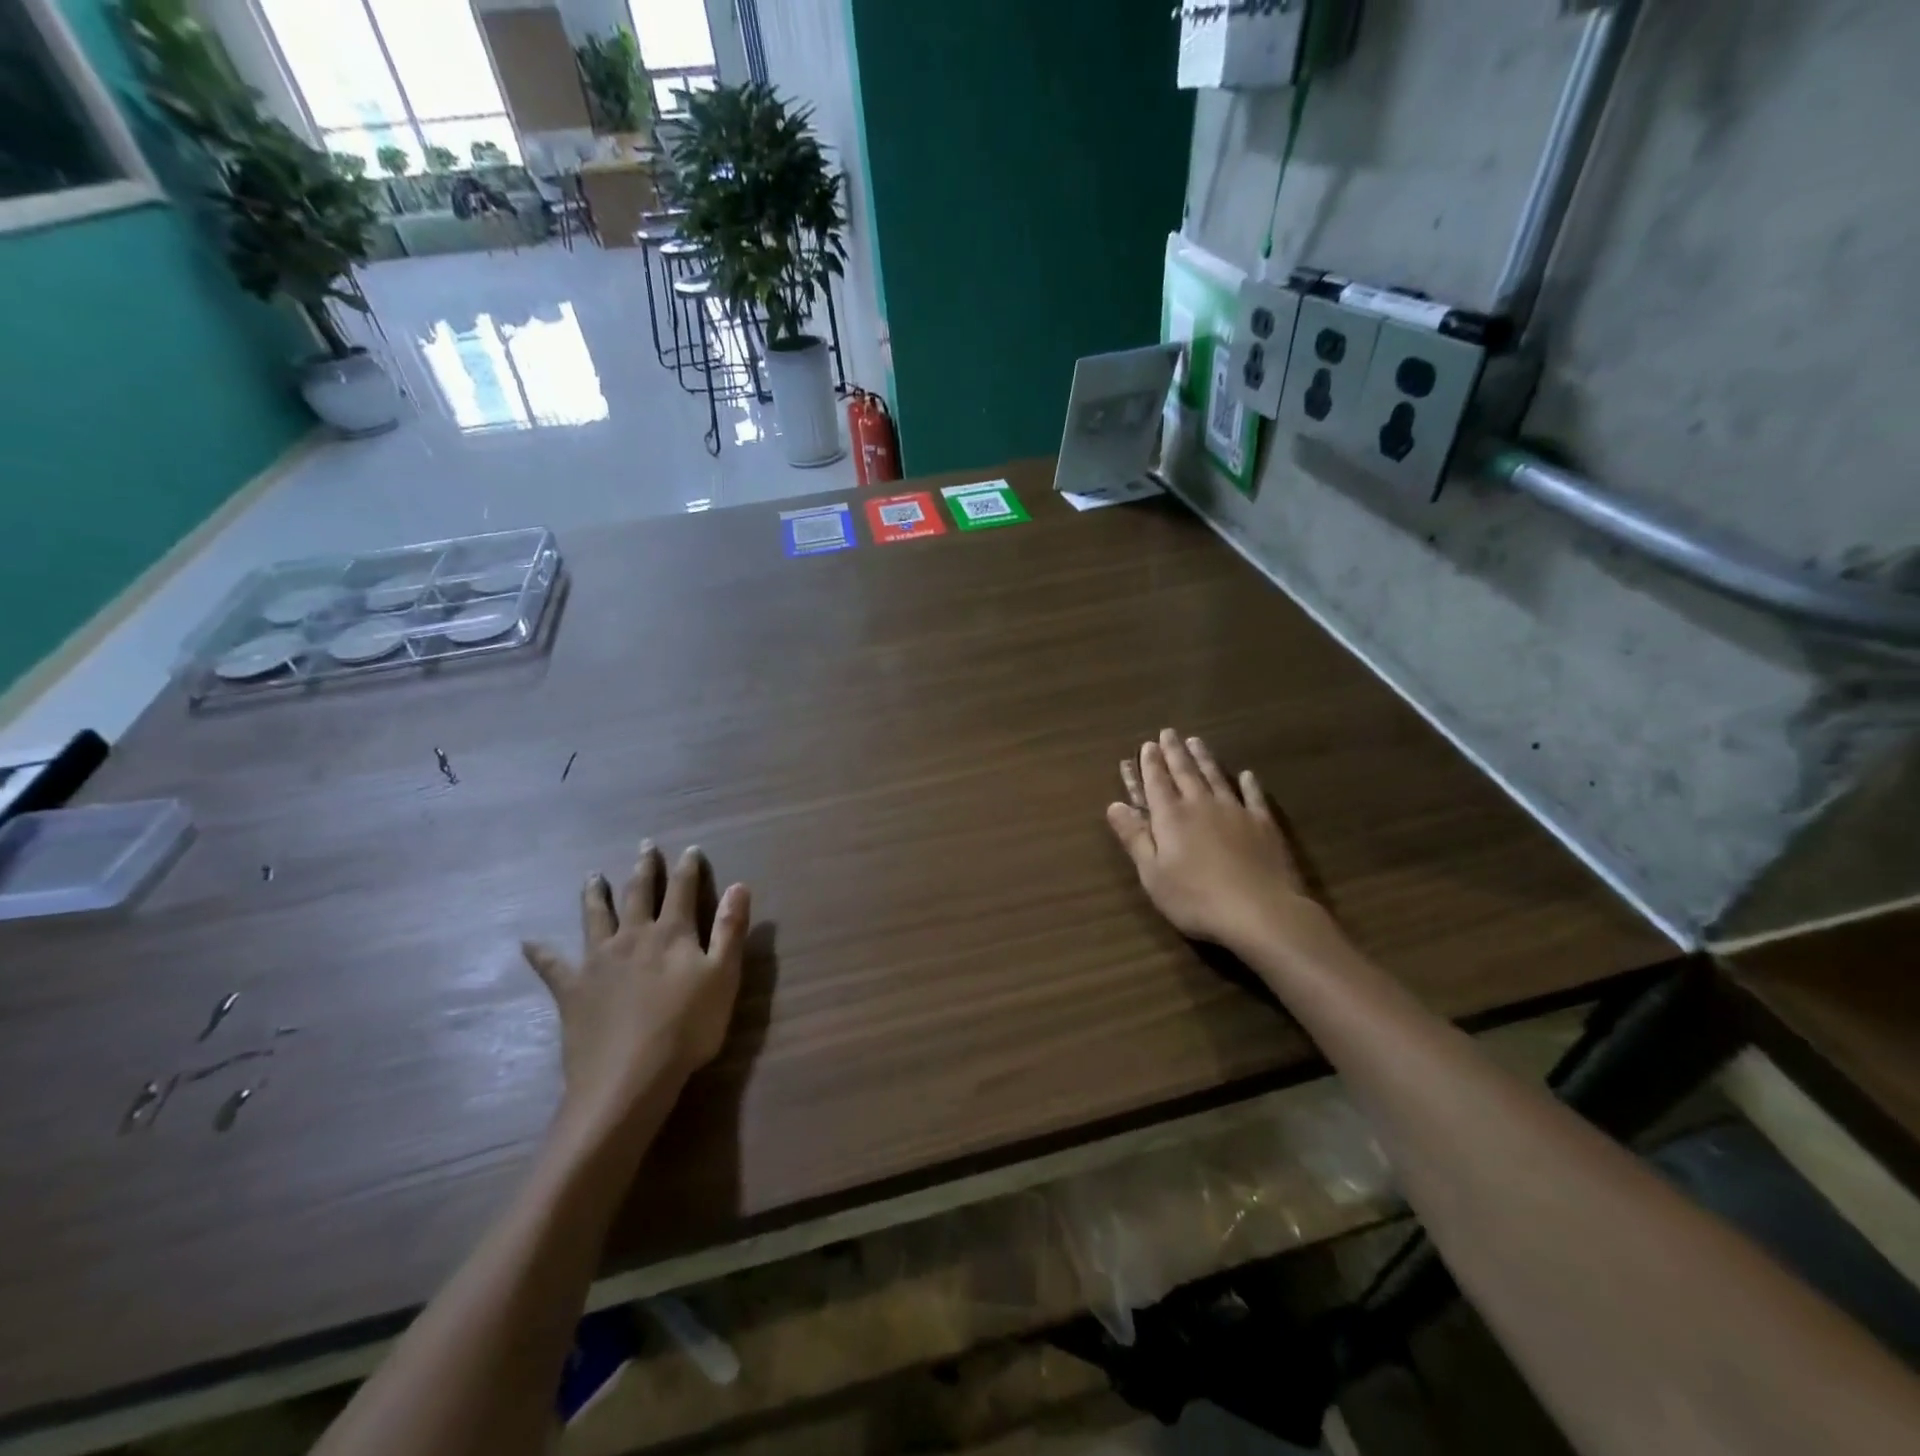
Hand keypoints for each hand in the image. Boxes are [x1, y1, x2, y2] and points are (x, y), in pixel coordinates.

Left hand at [522, 844, 749, 1142]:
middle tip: (645, 846)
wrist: (629, 1076)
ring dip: (595, 894)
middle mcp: (632, 936)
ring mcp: (598, 961)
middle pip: (638, 894)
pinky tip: (529, 943)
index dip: (688, 868)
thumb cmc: (688, 1027)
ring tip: (593, 876)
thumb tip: (739, 885)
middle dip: (644, 869)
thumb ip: (730, 929)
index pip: (682, 890)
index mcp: (671, 933)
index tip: (690, 849)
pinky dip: (541, 953)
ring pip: (595, 917)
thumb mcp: (724, 976)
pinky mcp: (572, 989)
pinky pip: (552, 966)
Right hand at [1106, 729, 1334, 960]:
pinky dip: (1248, 784)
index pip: (1156, 783)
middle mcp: (1201, 805)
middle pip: (1185, 772)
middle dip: (1174, 752)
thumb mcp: (1152, 873)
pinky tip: (1246, 774)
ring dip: (1204, 759)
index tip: (1146, 745)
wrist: (1260, 911)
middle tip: (1168, 733)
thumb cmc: (1195, 898)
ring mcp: (1235, 812)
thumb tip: (1114, 805)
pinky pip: (1253, 797)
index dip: (1149, 764)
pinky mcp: (1263, 825)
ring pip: (1215, 777)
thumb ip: (1134, 837)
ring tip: (1196, 741)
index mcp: (1171, 817)